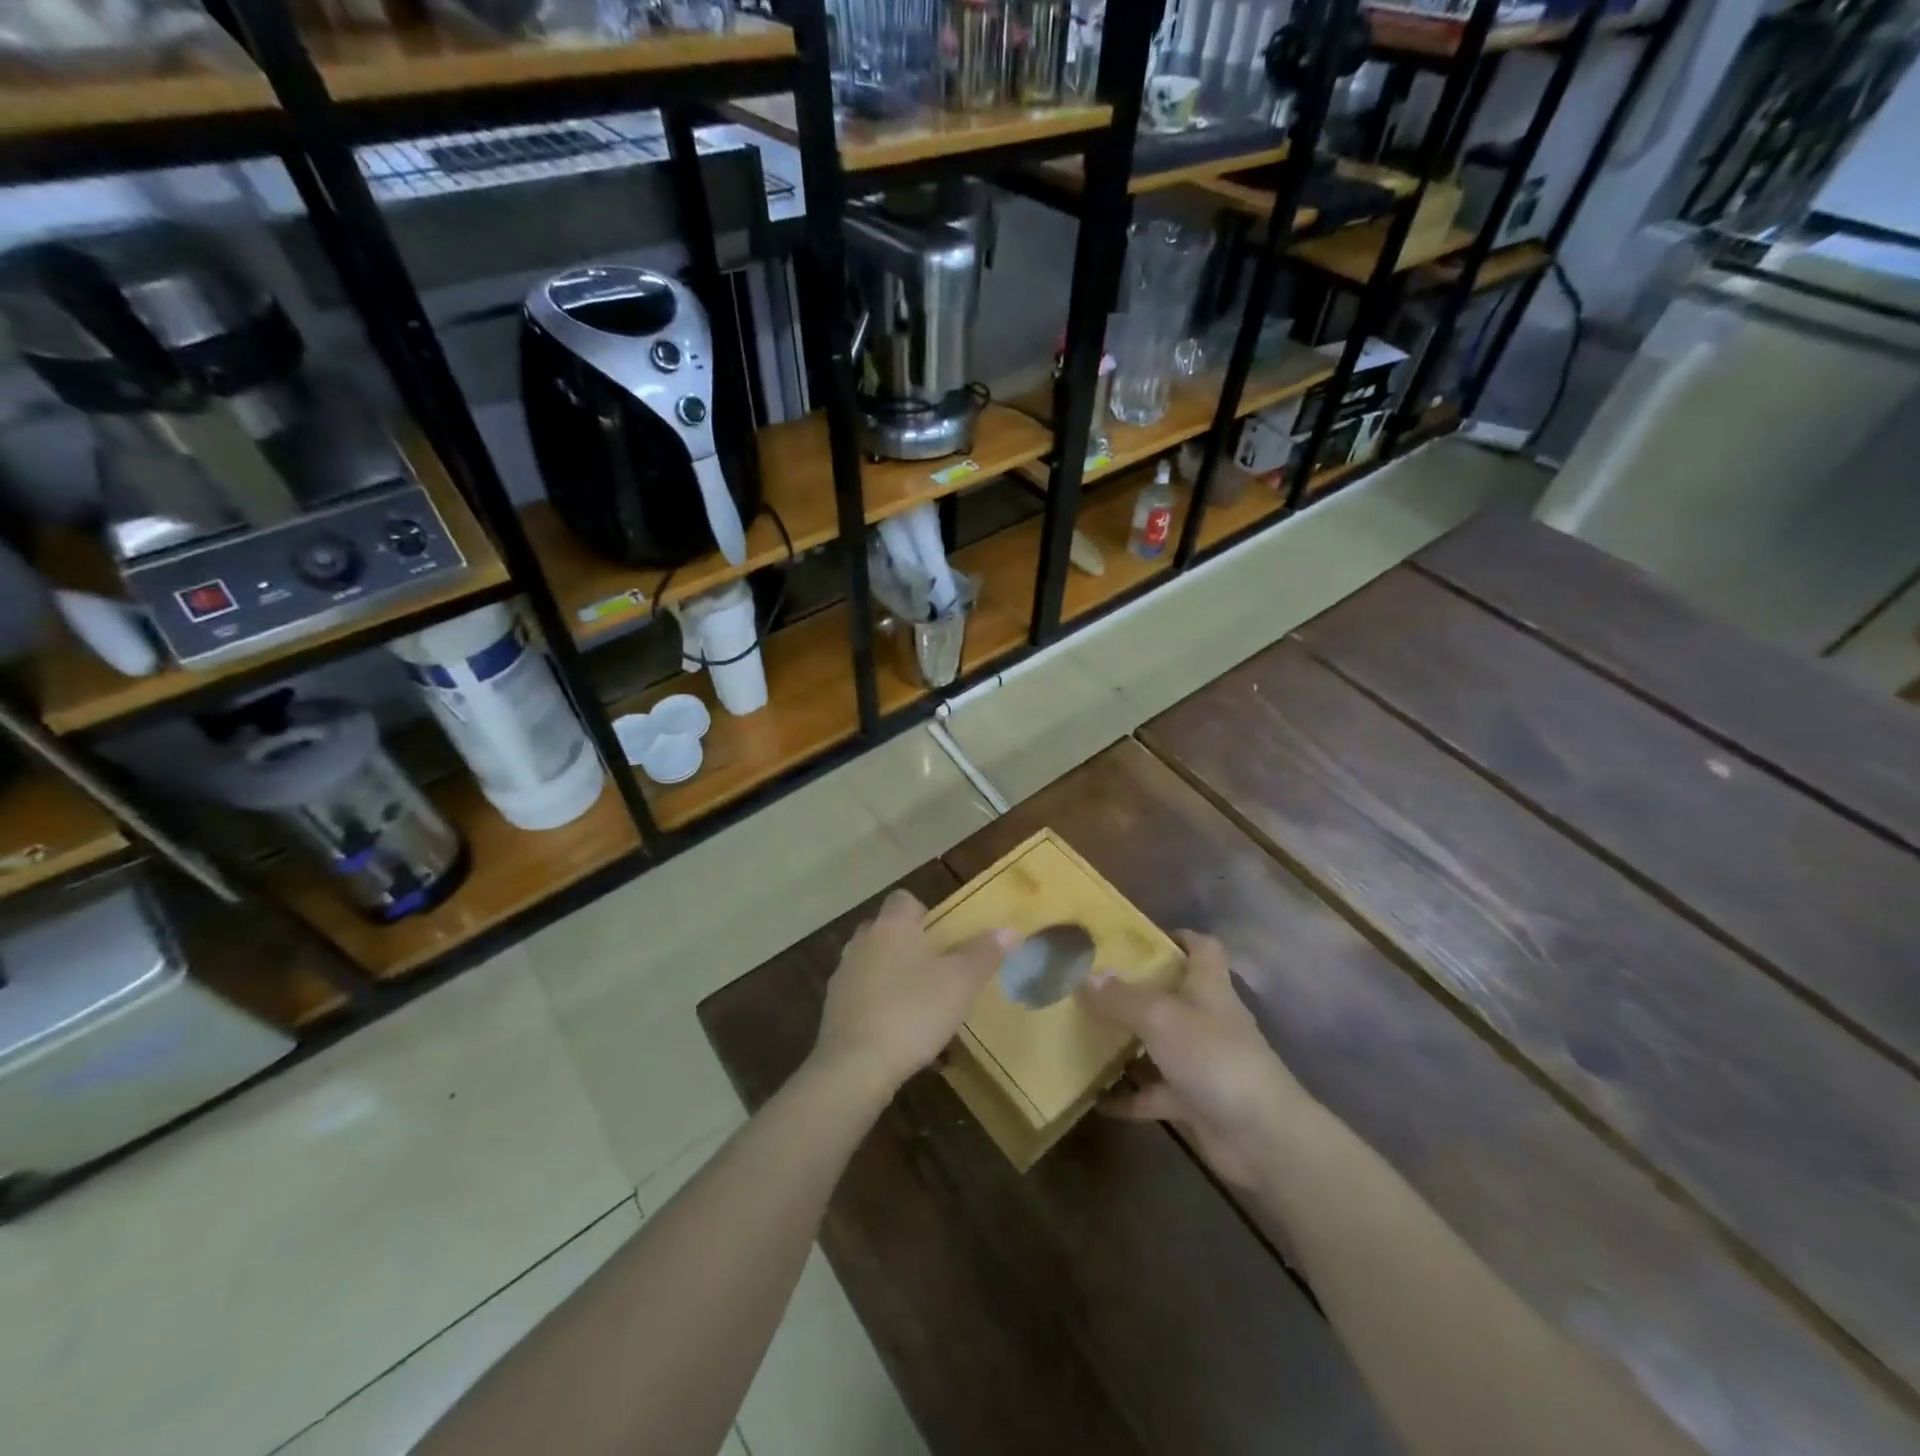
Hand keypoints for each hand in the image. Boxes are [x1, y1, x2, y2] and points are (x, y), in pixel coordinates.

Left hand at [810, 889, 1012, 1100]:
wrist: (856, 1065)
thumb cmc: (913, 1012)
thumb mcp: (961, 983)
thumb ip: (984, 954)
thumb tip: (1009, 930)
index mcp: (892, 926)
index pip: (903, 899)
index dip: (923, 912)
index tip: (943, 935)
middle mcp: (862, 941)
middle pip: (886, 929)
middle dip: (908, 943)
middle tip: (935, 968)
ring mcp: (843, 975)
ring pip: (871, 962)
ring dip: (891, 974)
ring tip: (918, 1001)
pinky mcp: (832, 1008)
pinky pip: (861, 994)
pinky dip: (877, 1002)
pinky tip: (897, 1029)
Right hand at [1079, 931, 1311, 1189]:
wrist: (1262, 1137)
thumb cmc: (1214, 1057)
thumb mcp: (1160, 1017)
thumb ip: (1121, 998)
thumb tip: (1086, 976)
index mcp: (1208, 987)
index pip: (1202, 948)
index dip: (1177, 937)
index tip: (1138, 937)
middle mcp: (1207, 1019)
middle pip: (1173, 994)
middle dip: (1137, 989)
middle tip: (1093, 984)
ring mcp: (1201, 1062)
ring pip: (1159, 1044)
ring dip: (1128, 1043)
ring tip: (1084, 1033)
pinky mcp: (1194, 1101)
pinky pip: (1154, 1094)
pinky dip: (1128, 1097)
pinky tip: (1095, 1097)